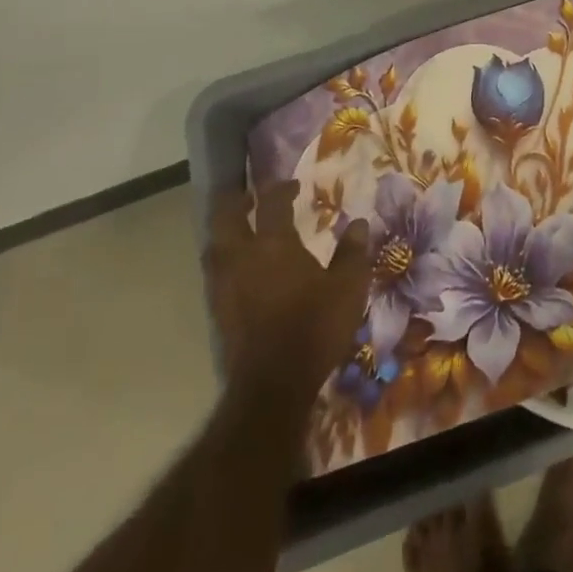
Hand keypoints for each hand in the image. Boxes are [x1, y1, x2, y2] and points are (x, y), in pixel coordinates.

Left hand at [203, 181, 371, 396]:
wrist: (273, 386)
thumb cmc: (315, 327)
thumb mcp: (349, 287)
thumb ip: (353, 252)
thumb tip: (358, 223)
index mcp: (274, 244)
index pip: (272, 203)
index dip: (281, 188)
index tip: (293, 185)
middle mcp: (242, 258)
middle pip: (225, 217)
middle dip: (234, 200)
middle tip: (248, 195)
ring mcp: (225, 286)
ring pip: (213, 245)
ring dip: (224, 230)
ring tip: (239, 227)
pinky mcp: (218, 312)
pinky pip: (215, 272)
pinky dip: (224, 259)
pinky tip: (239, 268)